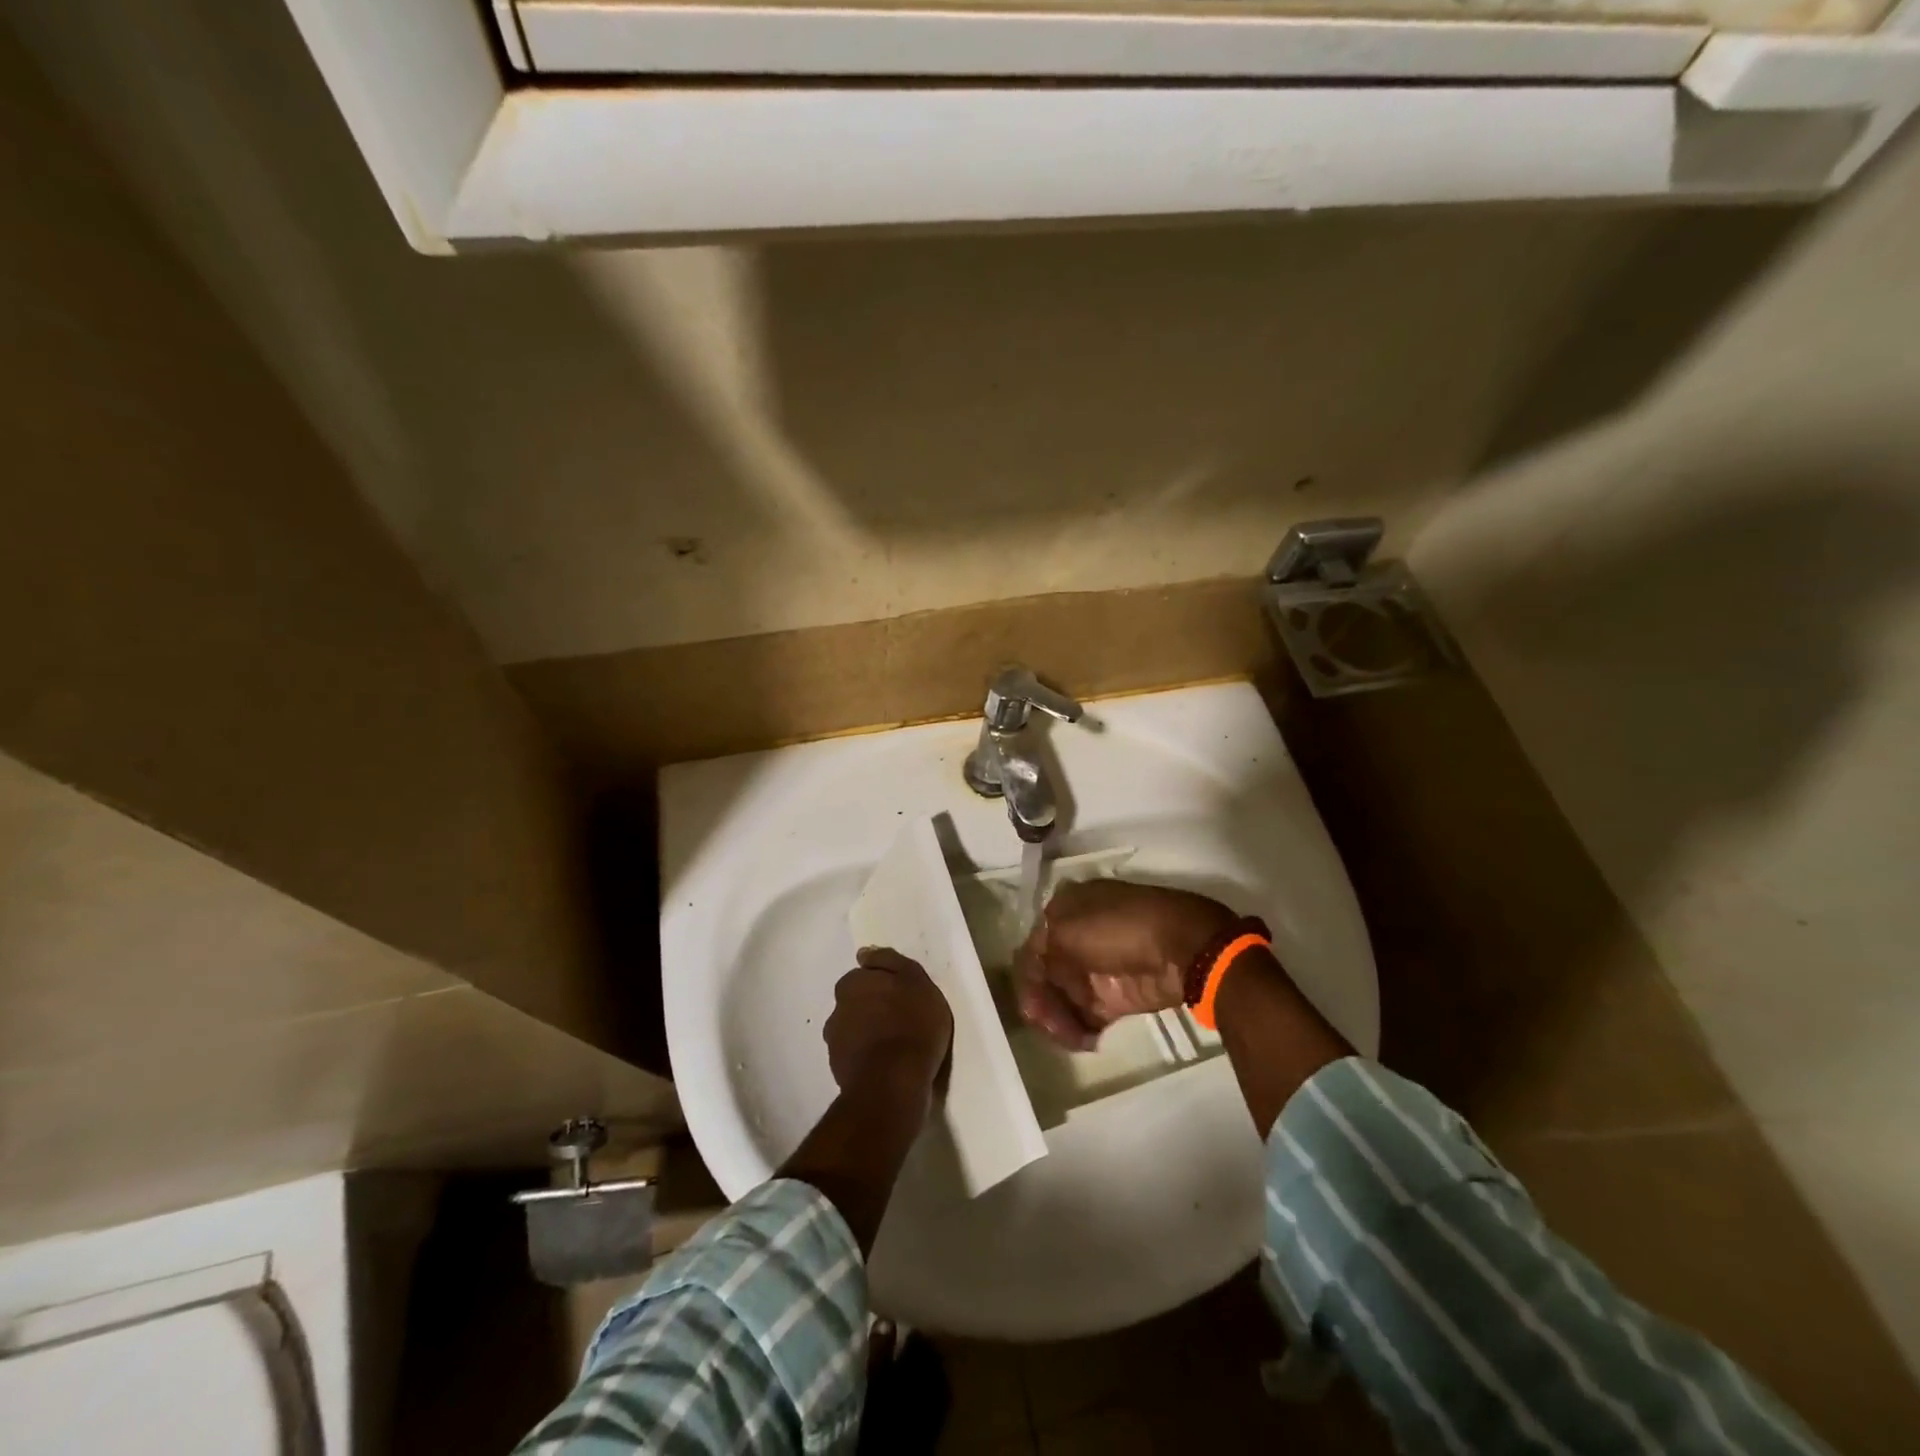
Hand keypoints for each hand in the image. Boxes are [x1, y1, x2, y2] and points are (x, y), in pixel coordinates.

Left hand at [824, 947, 953, 1093]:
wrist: (894, 1082)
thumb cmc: (912, 1023)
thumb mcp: (915, 980)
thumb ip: (890, 962)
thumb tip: (865, 953)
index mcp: (852, 983)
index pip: (864, 975)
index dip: (884, 984)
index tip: (901, 995)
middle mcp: (837, 1009)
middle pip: (856, 1002)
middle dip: (872, 1007)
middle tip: (900, 1019)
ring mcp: (835, 1042)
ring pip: (853, 1029)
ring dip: (868, 1033)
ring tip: (895, 1045)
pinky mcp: (839, 1071)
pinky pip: (855, 1055)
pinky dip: (867, 1056)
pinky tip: (887, 1064)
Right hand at [1015, 880, 1238, 1049]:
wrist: (1182, 946)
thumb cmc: (1119, 929)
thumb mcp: (1066, 930)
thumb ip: (1041, 954)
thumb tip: (1041, 977)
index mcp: (1064, 910)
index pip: (1032, 947)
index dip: (1027, 977)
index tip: (1029, 1004)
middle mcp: (1077, 936)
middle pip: (1045, 975)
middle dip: (1040, 1001)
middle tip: (1044, 1024)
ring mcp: (1097, 967)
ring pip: (1062, 997)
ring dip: (1057, 1018)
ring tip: (1068, 1037)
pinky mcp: (1116, 996)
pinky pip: (1085, 1015)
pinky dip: (1078, 1029)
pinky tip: (1083, 1040)